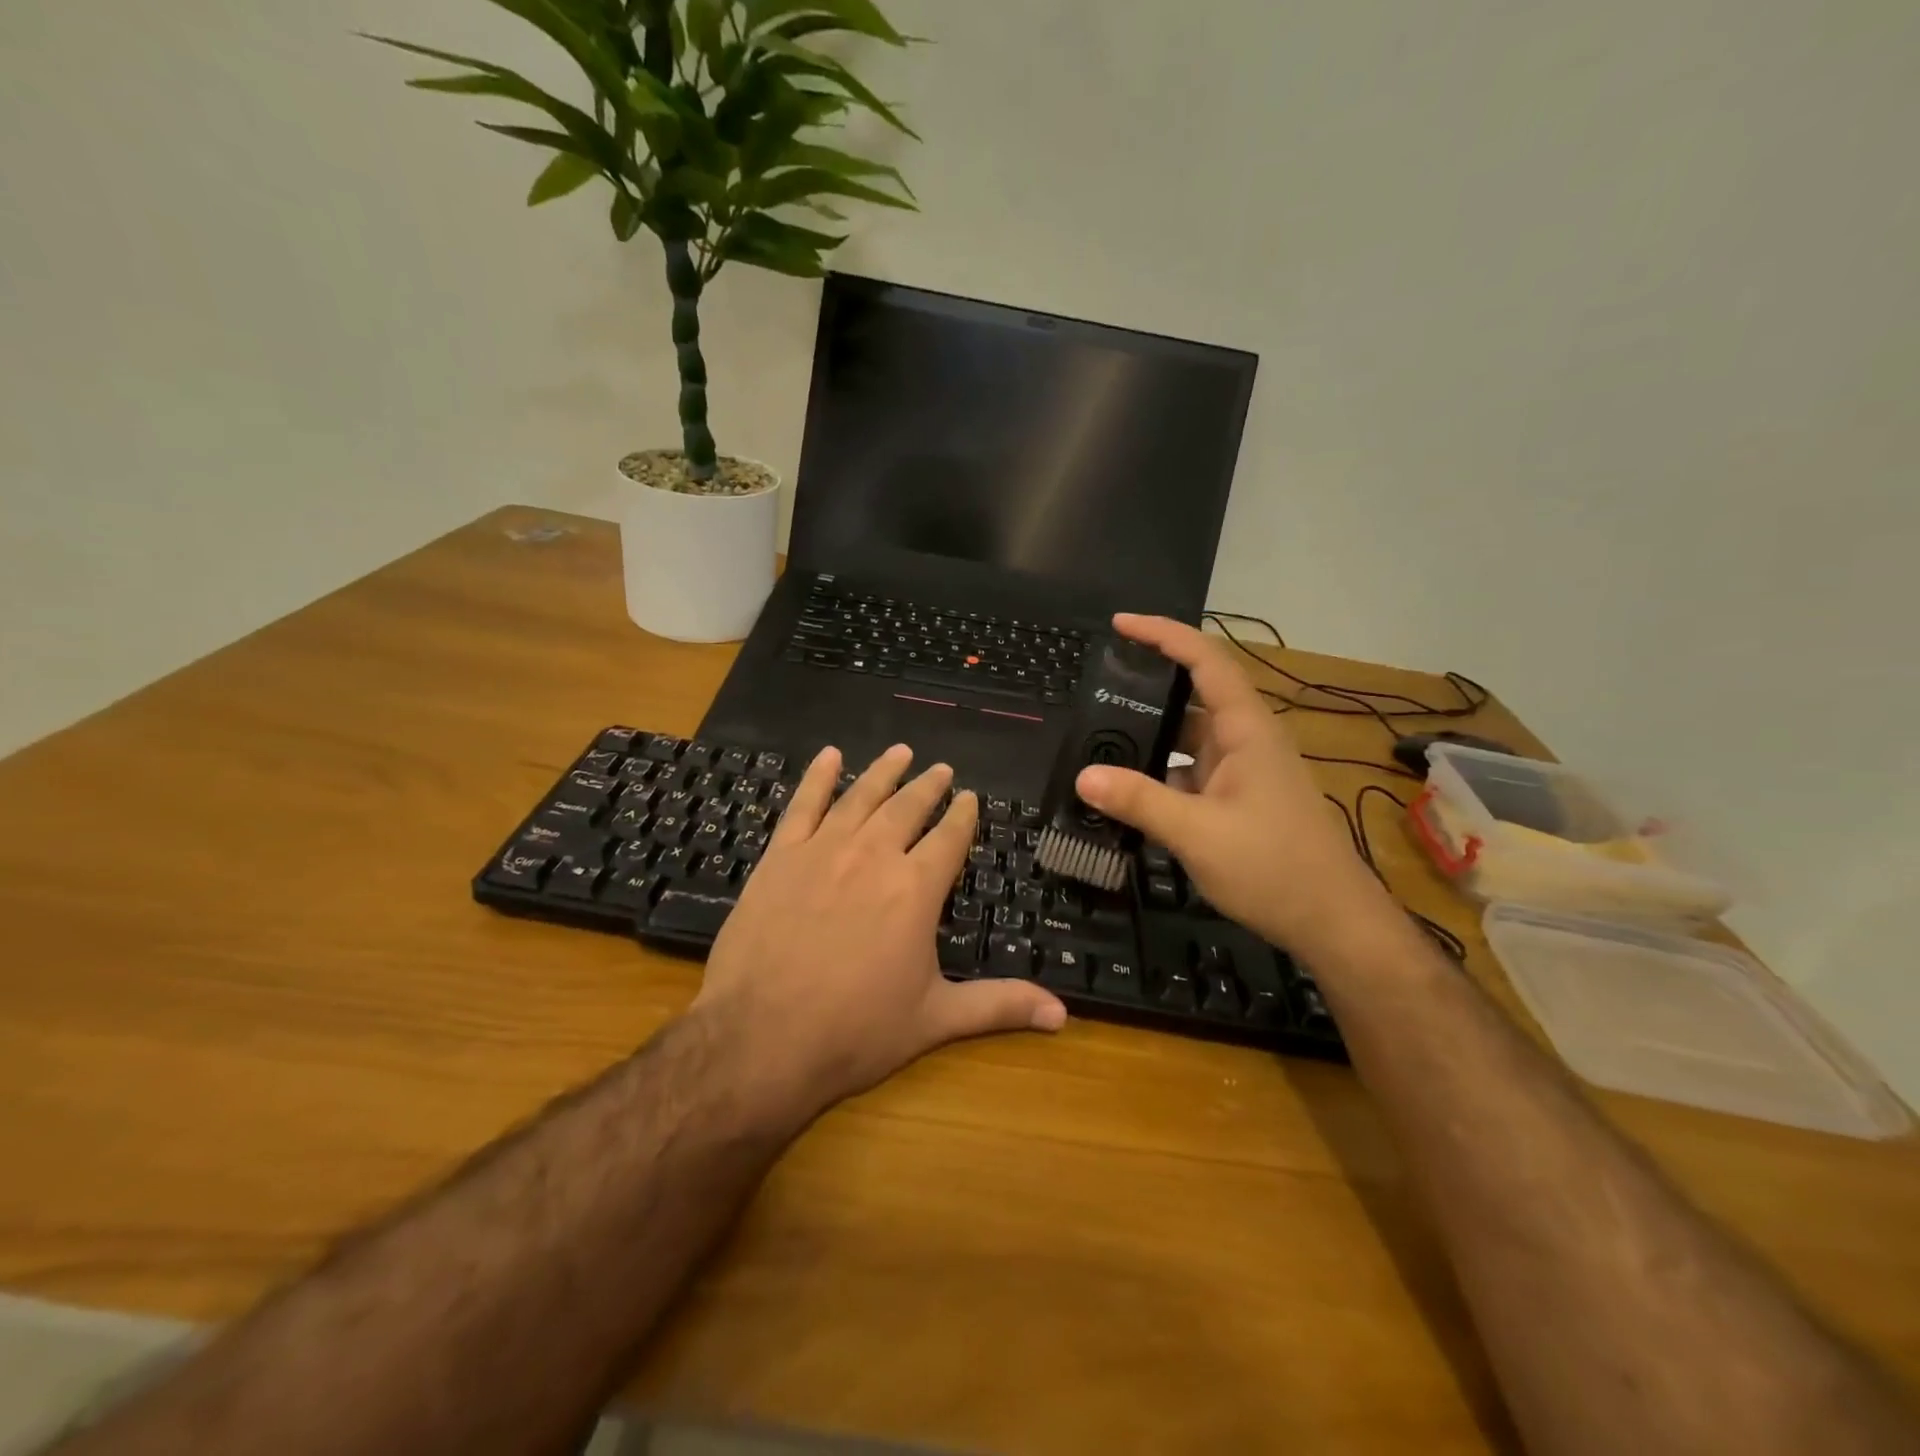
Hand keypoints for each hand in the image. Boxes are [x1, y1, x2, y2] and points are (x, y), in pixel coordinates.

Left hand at [690, 743, 1066, 1121]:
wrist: (760, 1039)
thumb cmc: (855, 1032)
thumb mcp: (935, 1020)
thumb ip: (999, 1006)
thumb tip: (1063, 1014)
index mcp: (916, 889)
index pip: (949, 839)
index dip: (962, 816)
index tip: (970, 798)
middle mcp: (874, 856)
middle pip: (907, 809)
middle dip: (928, 787)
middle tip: (941, 769)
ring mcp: (823, 851)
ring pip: (861, 797)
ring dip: (884, 772)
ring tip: (901, 752)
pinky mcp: (780, 857)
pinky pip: (803, 806)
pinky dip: (817, 778)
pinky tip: (829, 757)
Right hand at [1074, 614, 1389, 953]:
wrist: (1332, 922)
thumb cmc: (1274, 867)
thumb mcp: (1198, 833)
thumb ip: (1139, 801)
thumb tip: (1084, 776)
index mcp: (1246, 729)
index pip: (1206, 660)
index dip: (1164, 634)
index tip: (1120, 625)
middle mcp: (1245, 740)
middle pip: (1193, 694)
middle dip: (1146, 686)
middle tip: (1095, 687)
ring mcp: (1242, 771)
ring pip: (1189, 737)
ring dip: (1150, 736)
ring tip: (1098, 736)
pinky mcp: (1237, 799)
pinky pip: (1190, 772)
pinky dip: (1159, 774)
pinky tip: (1126, 789)